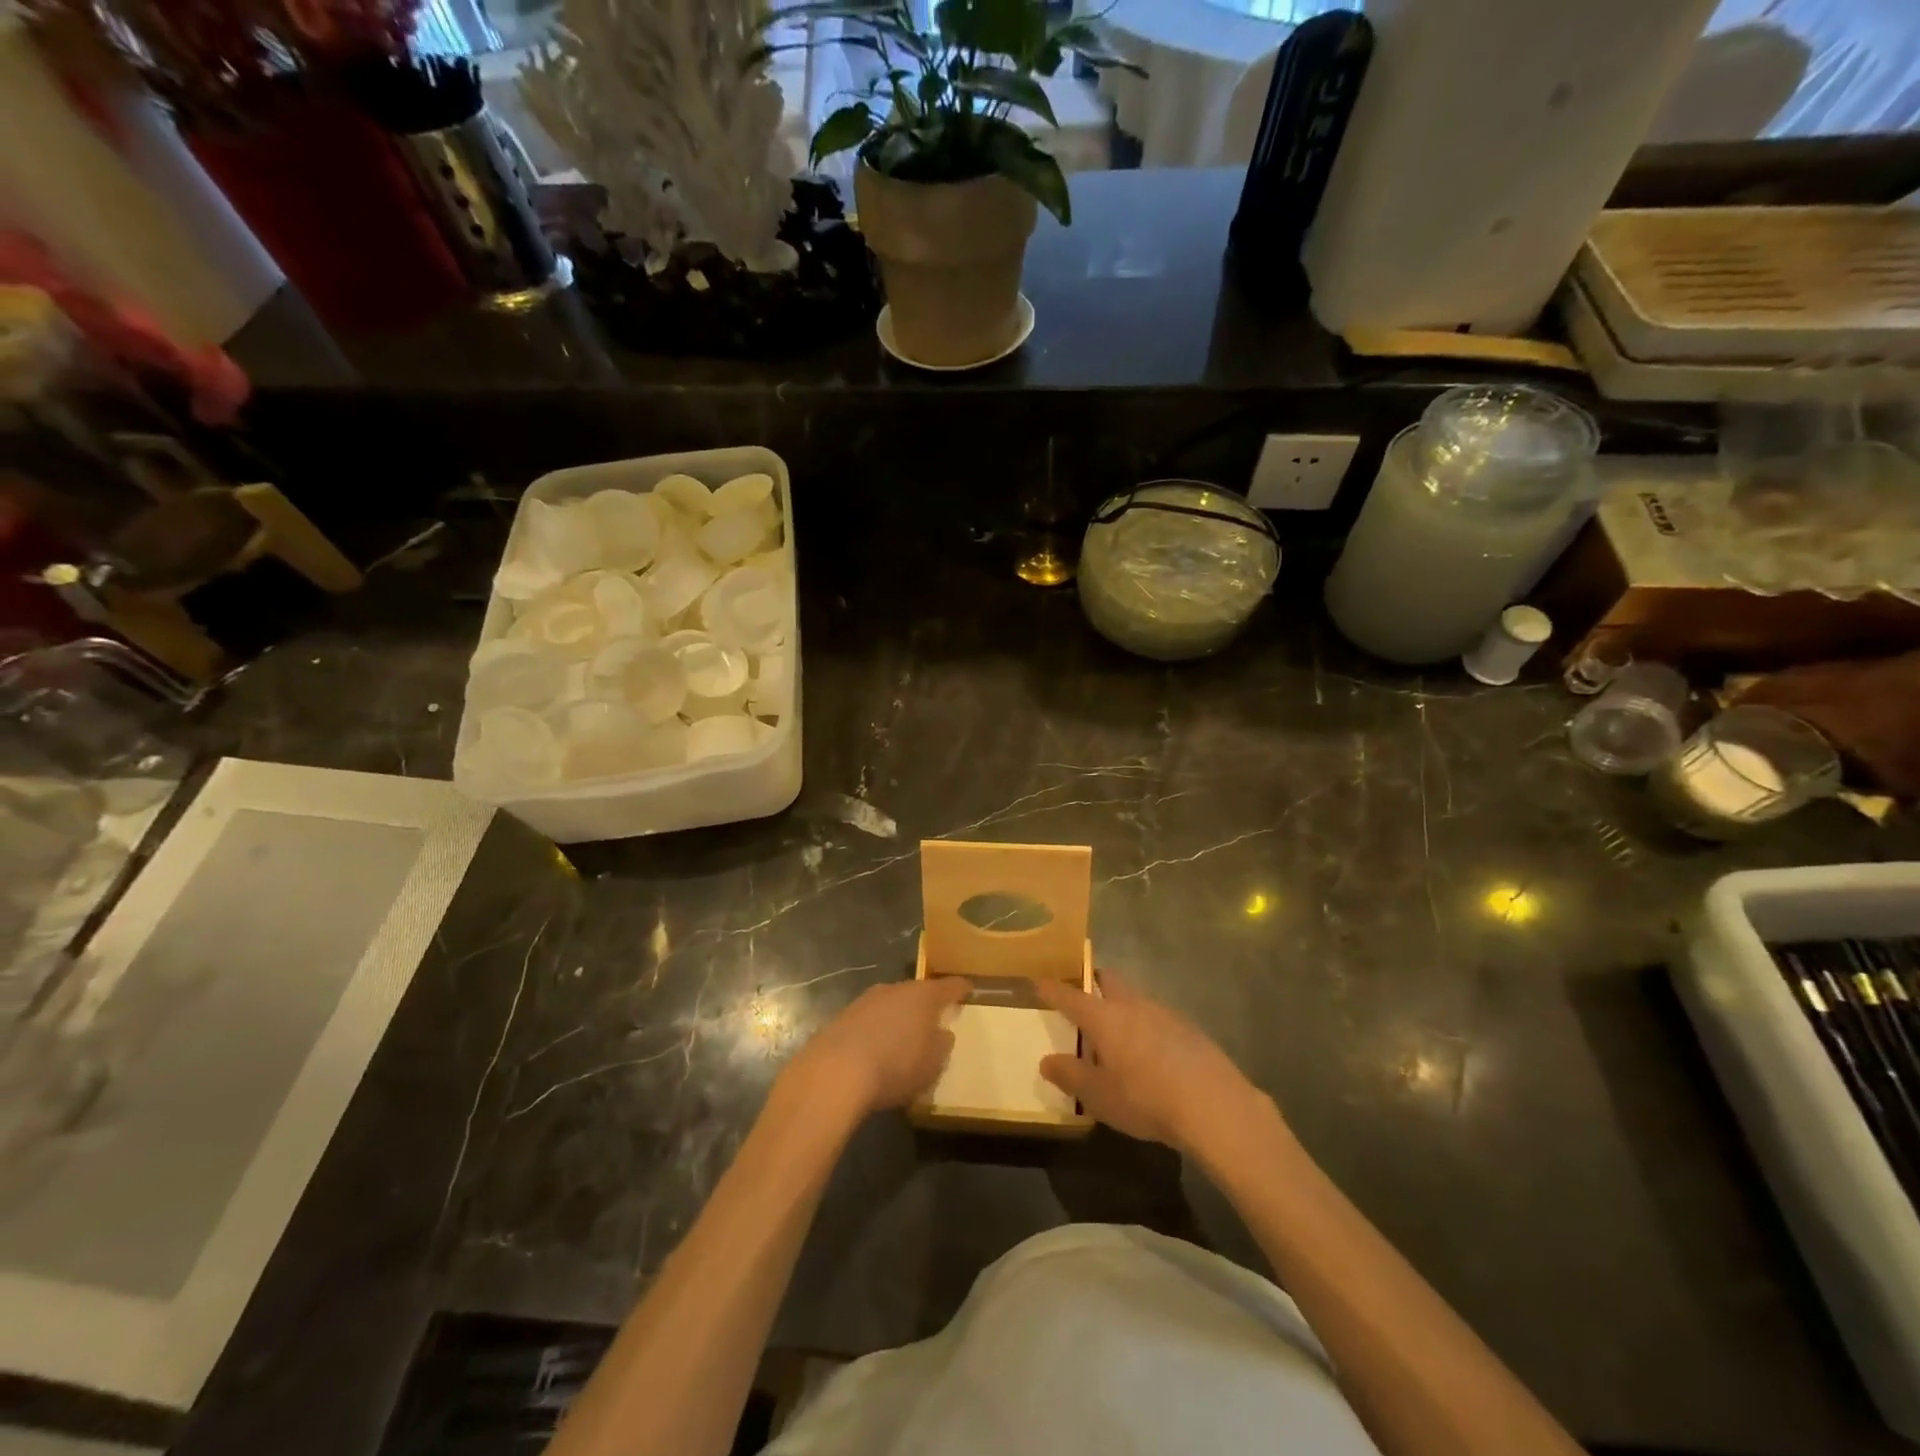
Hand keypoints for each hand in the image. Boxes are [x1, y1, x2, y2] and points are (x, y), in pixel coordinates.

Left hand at [781, 976, 970, 1120]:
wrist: (835, 1072)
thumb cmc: (895, 1066)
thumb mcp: (932, 1064)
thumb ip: (942, 1045)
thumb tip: (941, 1033)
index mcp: (923, 996)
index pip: (949, 987)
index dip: (960, 989)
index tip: (968, 990)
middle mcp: (895, 989)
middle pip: (917, 993)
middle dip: (925, 1006)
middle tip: (934, 1021)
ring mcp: (865, 1000)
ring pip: (891, 1005)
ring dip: (898, 1018)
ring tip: (903, 1040)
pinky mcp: (843, 1017)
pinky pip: (870, 1020)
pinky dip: (876, 1031)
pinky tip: (875, 1052)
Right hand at [1036, 970, 1271, 1153]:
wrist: (1214, 1106)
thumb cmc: (1145, 1098)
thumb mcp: (1099, 1096)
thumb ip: (1071, 1076)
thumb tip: (1047, 1061)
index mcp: (1105, 1017)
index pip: (1071, 996)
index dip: (1052, 989)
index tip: (1039, 981)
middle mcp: (1133, 1005)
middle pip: (1109, 980)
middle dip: (1094, 981)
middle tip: (1083, 993)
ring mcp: (1165, 1013)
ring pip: (1136, 997)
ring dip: (1123, 1005)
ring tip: (1118, 1029)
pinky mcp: (1190, 1029)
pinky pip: (1159, 1017)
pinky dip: (1147, 1025)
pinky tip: (1151, 1052)